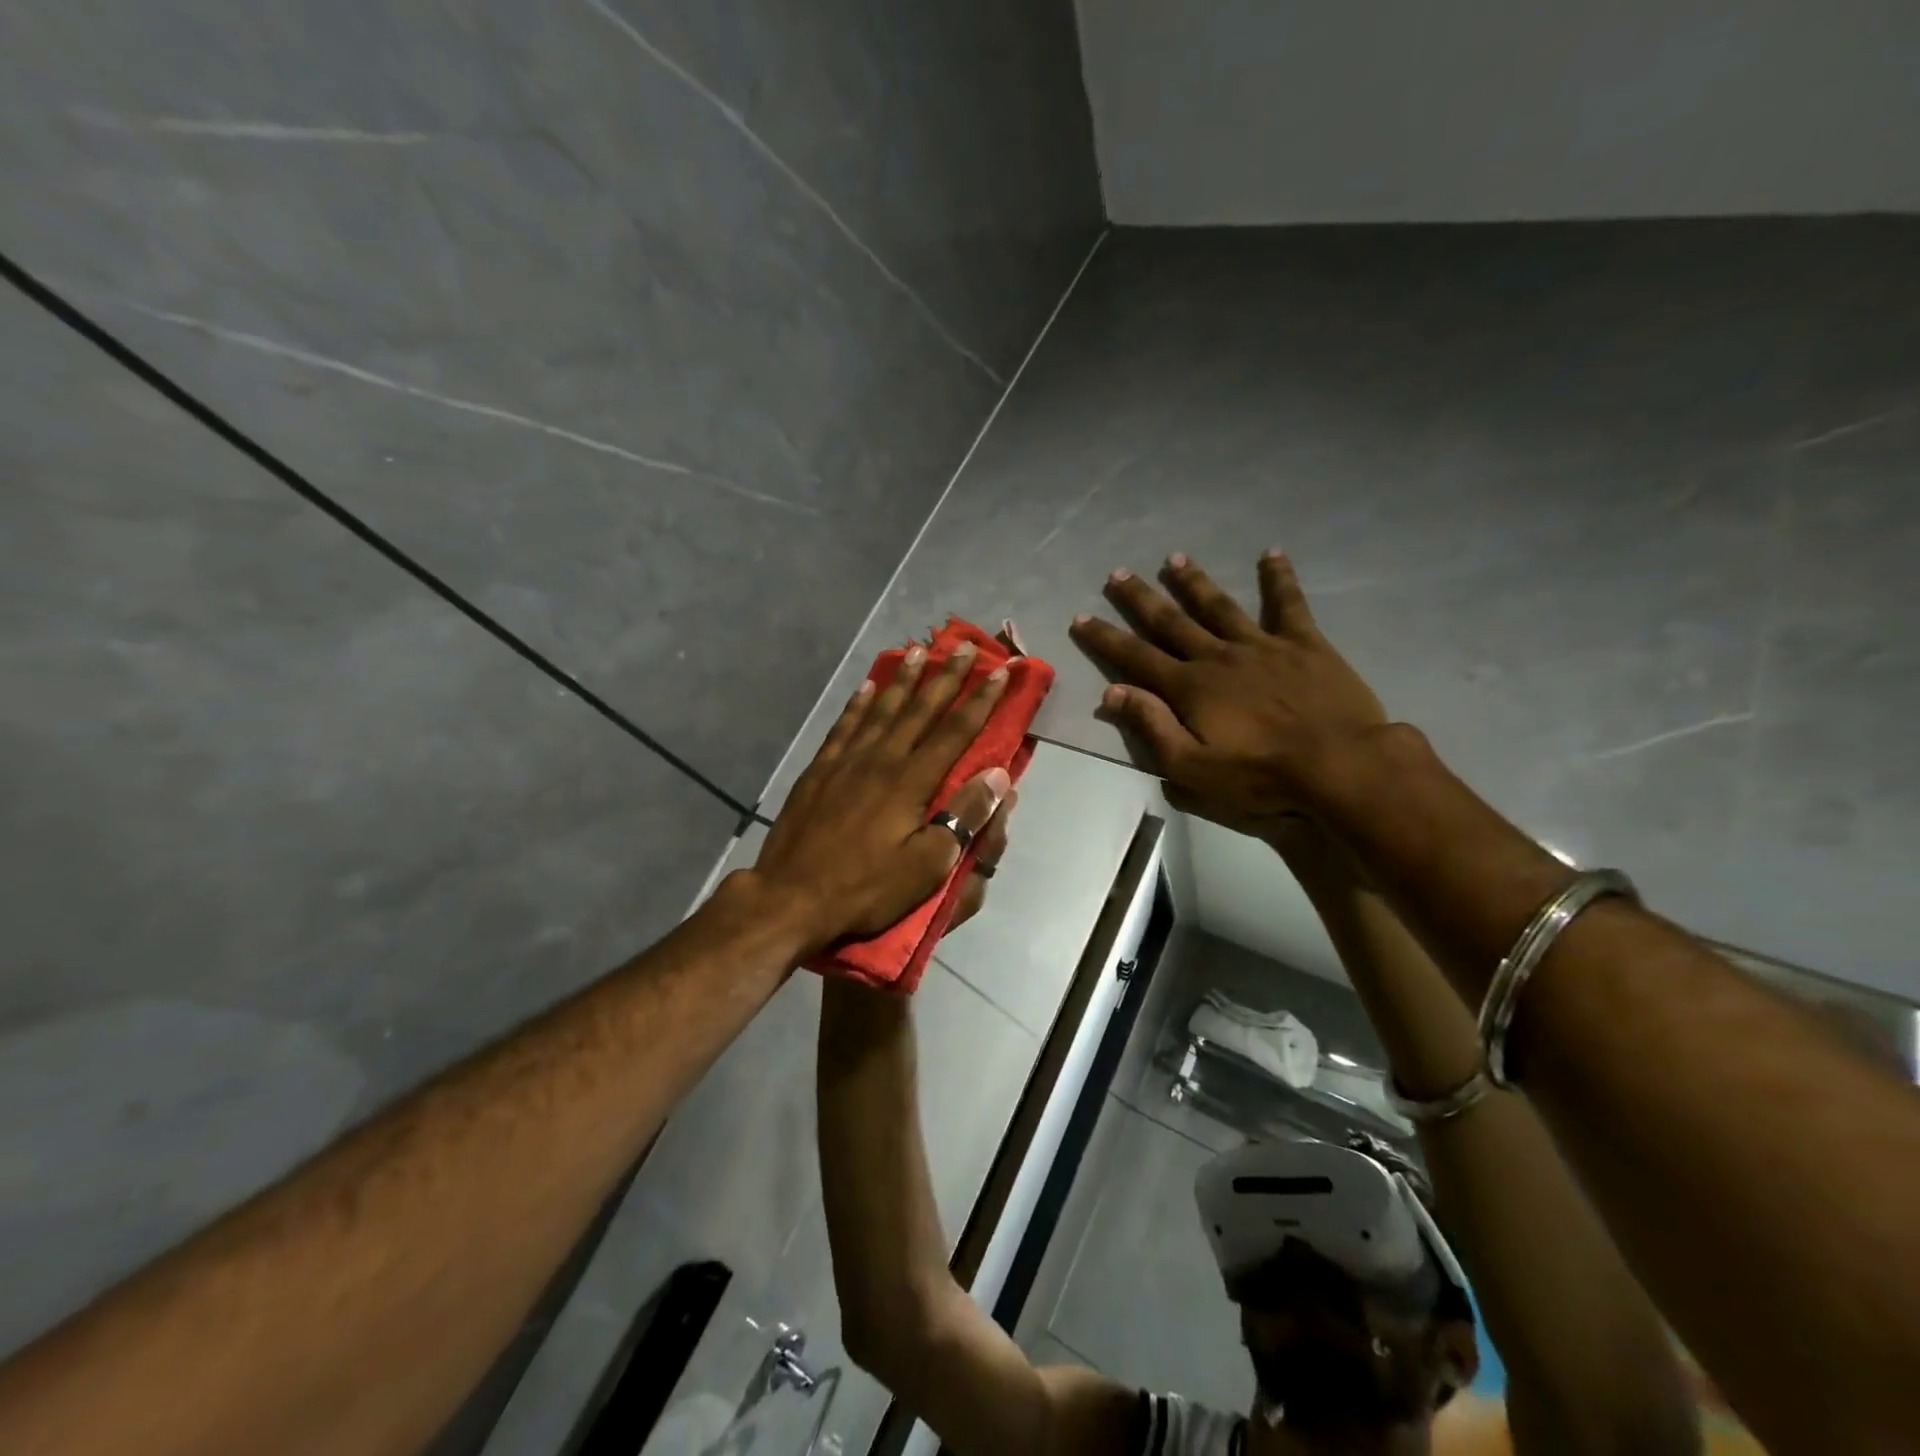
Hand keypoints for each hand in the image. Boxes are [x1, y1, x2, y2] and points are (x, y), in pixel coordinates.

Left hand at [749, 642, 1011, 959]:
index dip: (981, 701)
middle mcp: (881, 759)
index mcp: (911, 782)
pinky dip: (858, 704)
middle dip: (947, 677)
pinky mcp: (819, 770)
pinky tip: (866, 688)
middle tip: (966, 648)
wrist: (791, 897)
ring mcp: (845, 761)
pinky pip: (843, 726)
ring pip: (881, 709)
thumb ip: (963, 818)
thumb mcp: (926, 866)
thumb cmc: (865, 888)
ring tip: (918, 653)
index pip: (955, 732)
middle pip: (920, 710)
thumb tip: (998, 775)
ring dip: (903, 680)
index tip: (1002, 673)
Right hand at [1068, 551, 1387, 838]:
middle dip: (1141, 598)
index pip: (1136, 657)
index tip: (1081, 617)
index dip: (1106, 638)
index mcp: (1189, 688)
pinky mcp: (1304, 644)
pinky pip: (1289, 604)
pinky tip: (1272, 553)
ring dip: (1194, 582)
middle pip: (1171, 622)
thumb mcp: (1192, 768)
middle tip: (1118, 574)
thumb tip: (1112, 693)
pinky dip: (1279, 578)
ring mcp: (1262, 645)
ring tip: (1175, 558)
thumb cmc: (1261, 776)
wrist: (1340, 766)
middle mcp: (1218, 656)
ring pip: (1219, 606)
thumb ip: (1152, 727)